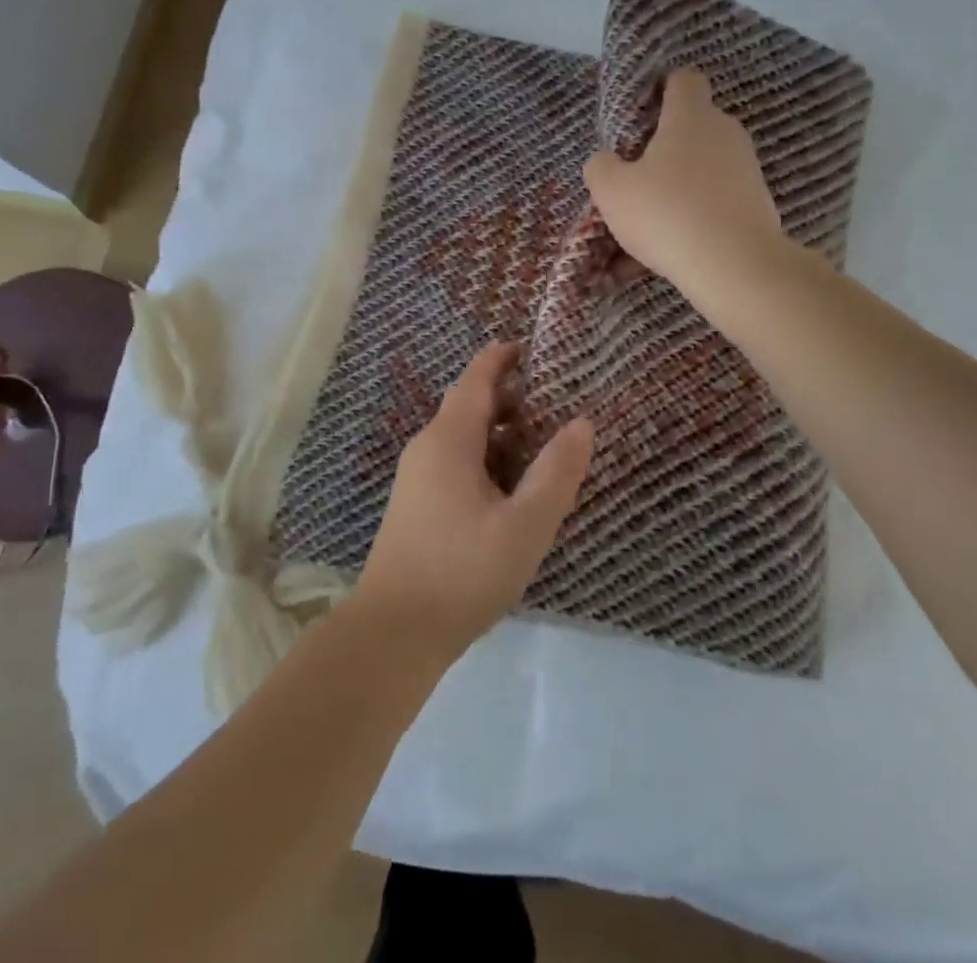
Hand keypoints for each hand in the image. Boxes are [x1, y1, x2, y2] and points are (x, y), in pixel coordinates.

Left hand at [354, 342, 593, 659]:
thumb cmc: (463, 571)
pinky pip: (453, 462)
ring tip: (538, 443)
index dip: (499, 358)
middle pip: (467, 406)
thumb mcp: (525, 525)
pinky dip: (484, 457)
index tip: (526, 345)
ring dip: (497, 431)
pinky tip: (509, 487)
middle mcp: (427, 448)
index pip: (475, 380)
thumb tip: (581, 423)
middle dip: (505, 397)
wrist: (394, 632)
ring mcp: (417, 478)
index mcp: (449, 441)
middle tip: (550, 400)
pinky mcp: (416, 505)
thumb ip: (556, 473)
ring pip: (461, 437)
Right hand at [583, 67, 793, 318]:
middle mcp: (725, 133)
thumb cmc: (667, 214)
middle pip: (691, 128)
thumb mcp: (611, 190)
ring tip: (643, 231)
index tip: (640, 115)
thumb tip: (608, 160)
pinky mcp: (757, 204)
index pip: (683, 79)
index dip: (661, 90)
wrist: (735, 266)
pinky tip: (664, 255)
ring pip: (700, 171)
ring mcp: (746, 169)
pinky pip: (713, 203)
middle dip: (662, 150)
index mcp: (691, 116)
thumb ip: (601, 166)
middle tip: (634, 180)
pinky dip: (691, 220)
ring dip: (674, 191)